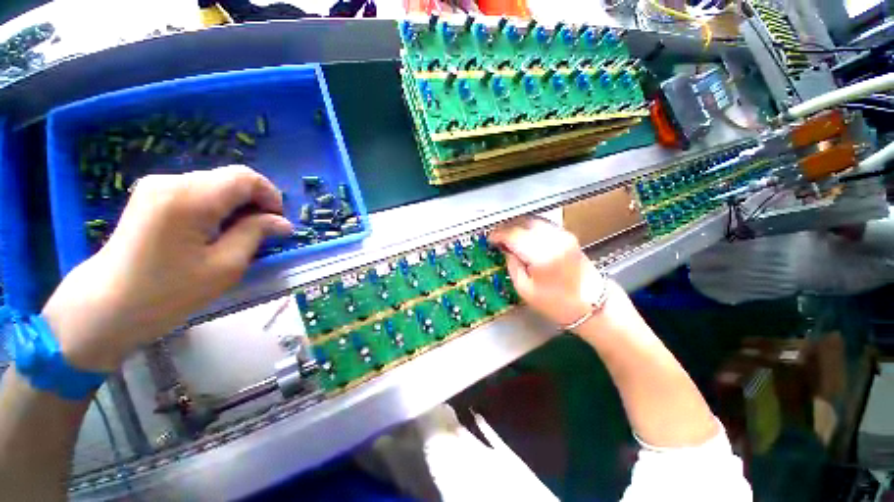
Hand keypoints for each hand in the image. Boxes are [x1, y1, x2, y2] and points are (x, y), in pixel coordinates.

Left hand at [42, 166, 293, 371]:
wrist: (105, 306)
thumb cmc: (168, 293)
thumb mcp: (225, 266)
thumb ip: (256, 234)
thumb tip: (282, 223)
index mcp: (190, 198)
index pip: (245, 177)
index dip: (270, 195)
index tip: (277, 222)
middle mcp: (172, 181)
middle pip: (230, 178)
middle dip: (254, 201)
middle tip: (262, 232)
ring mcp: (157, 186)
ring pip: (215, 184)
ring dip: (236, 205)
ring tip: (238, 234)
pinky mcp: (150, 195)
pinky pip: (197, 191)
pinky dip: (216, 206)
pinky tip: (213, 230)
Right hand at [488, 215, 606, 326]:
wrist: (592, 305)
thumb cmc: (556, 303)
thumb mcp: (525, 289)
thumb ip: (512, 264)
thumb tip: (505, 248)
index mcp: (542, 255)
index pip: (513, 234)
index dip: (498, 234)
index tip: (489, 239)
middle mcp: (554, 239)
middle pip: (523, 222)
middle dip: (506, 227)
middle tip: (496, 236)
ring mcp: (563, 235)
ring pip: (533, 220)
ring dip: (517, 225)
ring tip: (507, 235)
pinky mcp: (567, 235)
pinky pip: (542, 224)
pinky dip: (529, 226)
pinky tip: (522, 235)